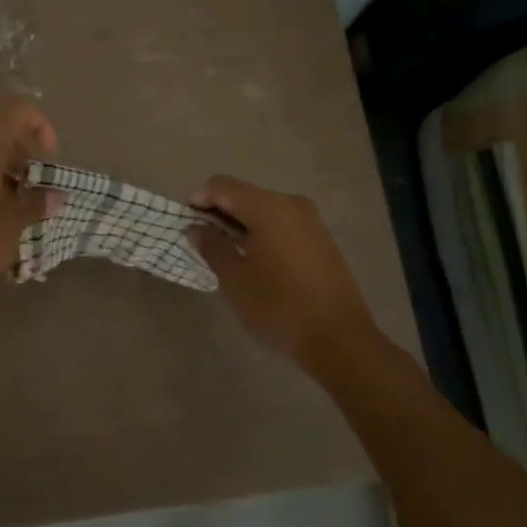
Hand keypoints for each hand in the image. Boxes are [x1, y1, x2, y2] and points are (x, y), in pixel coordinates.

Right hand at [190, 176, 377, 373]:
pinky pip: (283, 224)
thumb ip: (212, 247)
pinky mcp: (322, 240)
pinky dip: (263, 233)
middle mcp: (291, 204)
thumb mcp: (235, 279)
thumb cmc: (279, 307)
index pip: (223, 186)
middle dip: (220, 212)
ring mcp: (311, 221)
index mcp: (268, 207)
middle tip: (202, 240)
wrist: (340, 340)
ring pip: (265, 210)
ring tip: (226, 252)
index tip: (186, 222)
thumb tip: (196, 228)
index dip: (200, 199)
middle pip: (245, 195)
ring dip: (242, 224)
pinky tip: (255, 260)